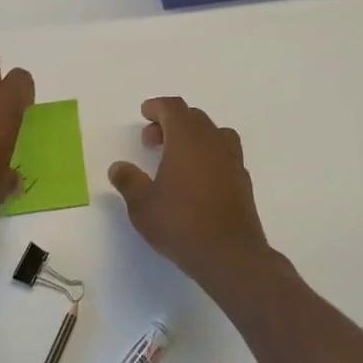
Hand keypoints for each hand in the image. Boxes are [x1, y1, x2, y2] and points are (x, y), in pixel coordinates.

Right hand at [109, 98, 271, 287]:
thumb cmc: (181, 224)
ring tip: (177, 157)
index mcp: (187, 139)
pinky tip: (197, 180)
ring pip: (213, 133)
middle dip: (171, 122)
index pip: (173, 107)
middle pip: (193, 117)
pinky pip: (225, 154)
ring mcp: (232, 161)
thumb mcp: (142, 205)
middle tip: (151, 141)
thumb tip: (118, 167)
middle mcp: (212, 142)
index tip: (144, 114)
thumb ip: (128, 181)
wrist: (231, 256)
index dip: (157, 106)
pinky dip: (208, 156)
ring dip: (193, 137)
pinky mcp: (243, 182)